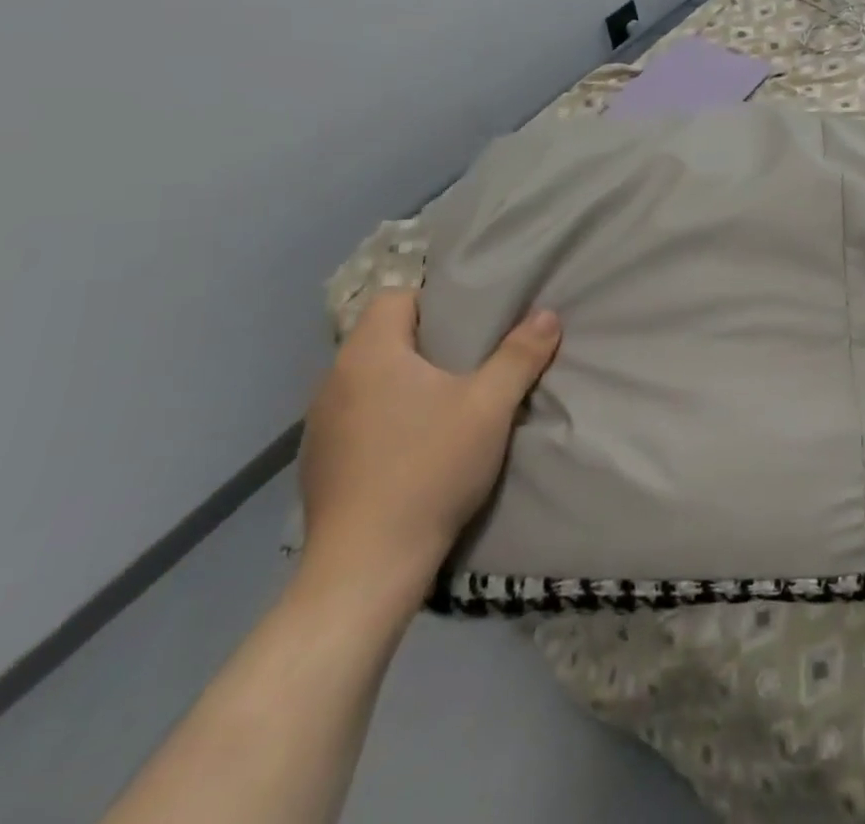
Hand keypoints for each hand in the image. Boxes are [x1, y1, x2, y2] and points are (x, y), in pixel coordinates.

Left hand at [298, 290, 560, 609]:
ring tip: (443, 403)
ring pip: (367, 378)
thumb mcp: (490, 406)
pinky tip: (411, 446)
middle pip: (382, 336)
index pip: (396, 297)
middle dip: (425, 342)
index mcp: (369, 353)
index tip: (470, 325)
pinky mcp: (317, 462)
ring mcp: (318, 424)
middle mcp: (333, 379)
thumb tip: (547, 315)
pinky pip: (355, 416)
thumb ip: (520, 355)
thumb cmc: (429, 468)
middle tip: (469, 360)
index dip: (435, 302)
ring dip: (401, 381)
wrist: (366, 568)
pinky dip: (382, 417)